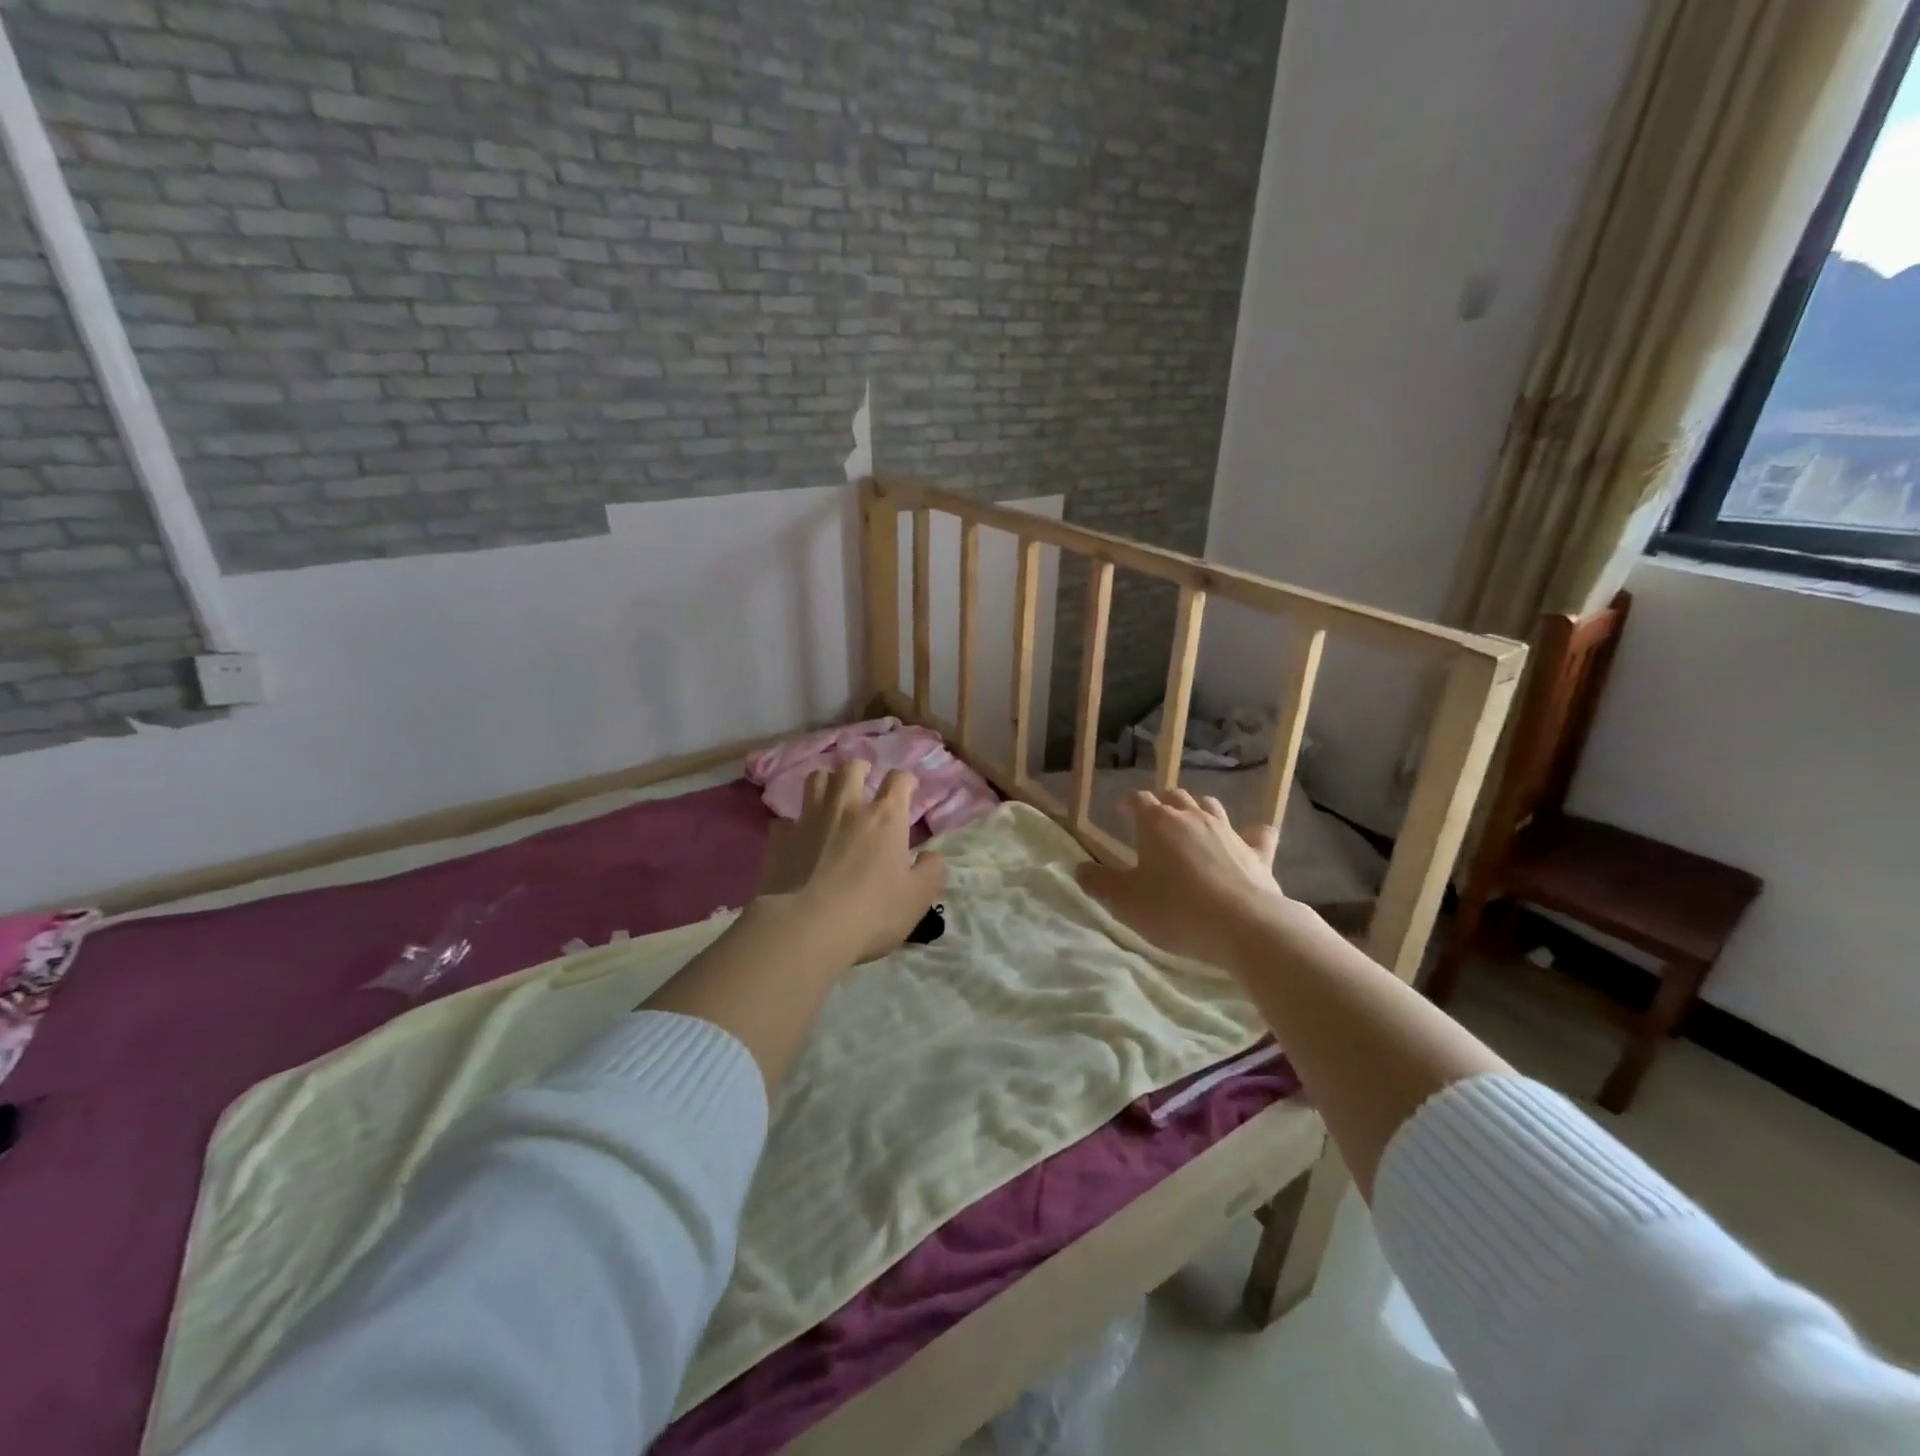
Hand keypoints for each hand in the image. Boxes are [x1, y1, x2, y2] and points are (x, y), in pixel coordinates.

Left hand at [753, 762, 945, 965]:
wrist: (805, 929)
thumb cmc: (870, 913)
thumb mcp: (917, 899)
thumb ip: (931, 872)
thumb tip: (931, 856)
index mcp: (885, 818)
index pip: (898, 780)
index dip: (905, 780)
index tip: (907, 789)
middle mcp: (847, 807)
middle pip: (852, 768)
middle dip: (860, 770)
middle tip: (864, 783)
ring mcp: (809, 819)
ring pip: (816, 780)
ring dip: (827, 783)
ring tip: (830, 797)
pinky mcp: (780, 838)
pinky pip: (786, 819)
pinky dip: (795, 824)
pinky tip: (798, 839)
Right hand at [1075, 789, 1320, 970]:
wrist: (1244, 926)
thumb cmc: (1175, 910)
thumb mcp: (1125, 901)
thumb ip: (1099, 883)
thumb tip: (1079, 869)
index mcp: (1157, 823)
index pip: (1139, 800)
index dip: (1128, 804)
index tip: (1121, 812)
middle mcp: (1193, 817)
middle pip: (1175, 797)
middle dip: (1162, 802)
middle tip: (1154, 817)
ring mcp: (1229, 832)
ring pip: (1211, 806)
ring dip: (1198, 809)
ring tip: (1191, 822)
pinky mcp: (1259, 853)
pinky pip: (1258, 834)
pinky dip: (1252, 833)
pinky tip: (1252, 837)